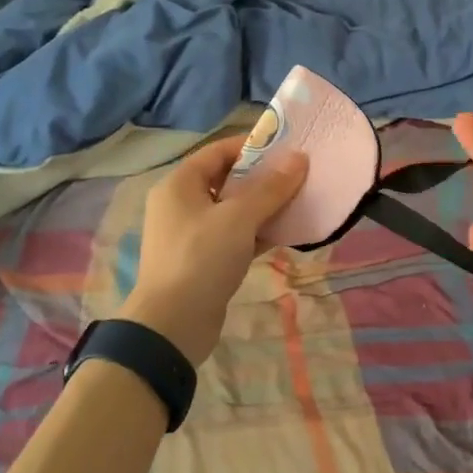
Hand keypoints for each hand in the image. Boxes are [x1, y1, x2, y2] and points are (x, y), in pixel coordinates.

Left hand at [123, 135, 306, 364]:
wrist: (172, 326)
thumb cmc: (201, 258)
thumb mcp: (239, 218)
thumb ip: (271, 188)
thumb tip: (299, 158)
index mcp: (180, 184)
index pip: (219, 151)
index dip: (253, 146)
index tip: (287, 148)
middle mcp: (181, 204)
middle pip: (227, 180)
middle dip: (263, 178)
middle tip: (298, 175)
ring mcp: (191, 234)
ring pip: (233, 210)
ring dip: (263, 206)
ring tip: (299, 201)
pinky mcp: (203, 260)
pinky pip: (234, 236)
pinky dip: (257, 232)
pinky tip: (286, 232)